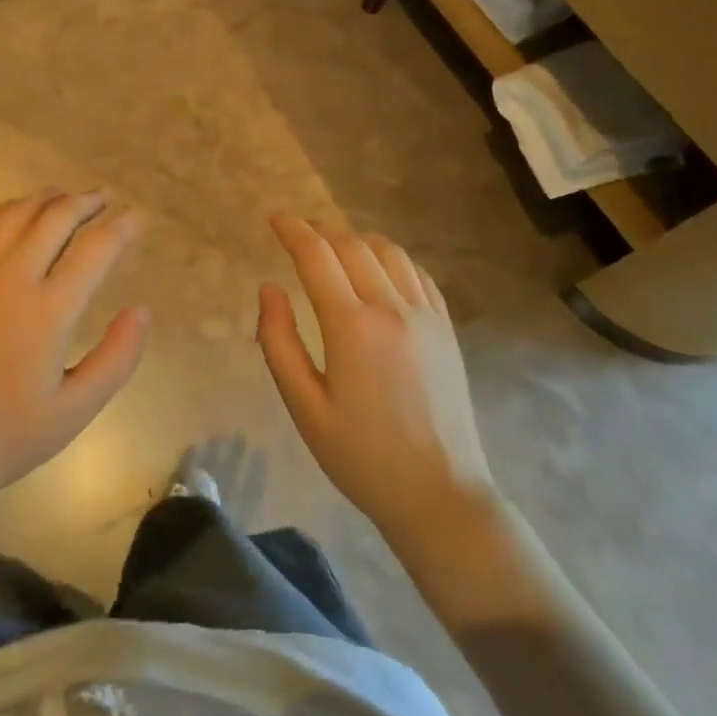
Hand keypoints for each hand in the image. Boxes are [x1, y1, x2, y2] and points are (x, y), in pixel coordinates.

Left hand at [0, 190, 148, 506]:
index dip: (121, 228)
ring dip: (45, 199)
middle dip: (86, 202)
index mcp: (48, 310)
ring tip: (64, 195)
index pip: (95, 250)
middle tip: (105, 197)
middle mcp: (11, 278)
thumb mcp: (75, 410)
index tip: (136, 217)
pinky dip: (2, 211)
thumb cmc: (6, 435)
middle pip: (55, 219)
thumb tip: (141, 311)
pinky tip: (12, 211)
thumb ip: (117, 358)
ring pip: (14, 215)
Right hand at [256, 217, 494, 536]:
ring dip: (356, 239)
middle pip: (351, 245)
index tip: (275, 219)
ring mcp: (426, 315)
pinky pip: (417, 273)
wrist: (440, 495)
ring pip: (388, 251)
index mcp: (352, 326)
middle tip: (298, 234)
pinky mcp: (447, 328)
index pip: (317, 255)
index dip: (293, 230)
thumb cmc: (362, 457)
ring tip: (335, 247)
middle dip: (320, 231)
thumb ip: (279, 343)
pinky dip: (391, 258)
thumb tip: (269, 289)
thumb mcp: (304, 408)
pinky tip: (378, 269)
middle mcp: (391, 308)